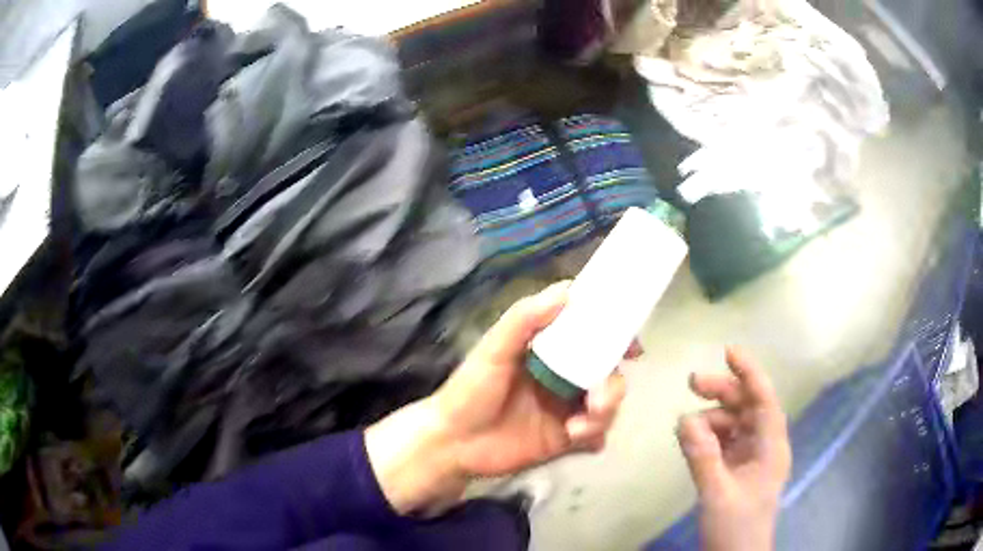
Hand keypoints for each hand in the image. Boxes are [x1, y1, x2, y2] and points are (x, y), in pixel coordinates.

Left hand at [365, 281, 631, 514]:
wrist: (453, 444)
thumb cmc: (470, 390)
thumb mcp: (493, 350)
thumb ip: (524, 319)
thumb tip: (568, 291)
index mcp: (550, 351)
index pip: (591, 334)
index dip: (615, 334)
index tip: (631, 343)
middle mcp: (564, 377)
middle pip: (607, 373)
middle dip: (612, 385)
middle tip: (596, 399)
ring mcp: (566, 409)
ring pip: (606, 405)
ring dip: (603, 414)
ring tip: (578, 427)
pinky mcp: (565, 440)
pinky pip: (595, 437)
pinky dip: (594, 438)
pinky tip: (575, 440)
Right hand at [678, 347, 791, 550]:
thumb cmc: (736, 526)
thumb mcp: (717, 493)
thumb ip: (702, 456)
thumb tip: (684, 419)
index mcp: (771, 447)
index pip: (764, 400)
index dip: (750, 373)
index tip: (729, 351)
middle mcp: (764, 446)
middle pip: (747, 407)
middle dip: (723, 392)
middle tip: (692, 383)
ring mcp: (750, 459)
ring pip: (733, 425)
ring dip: (711, 419)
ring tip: (685, 428)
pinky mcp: (737, 471)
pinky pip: (723, 443)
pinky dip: (708, 438)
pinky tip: (690, 440)